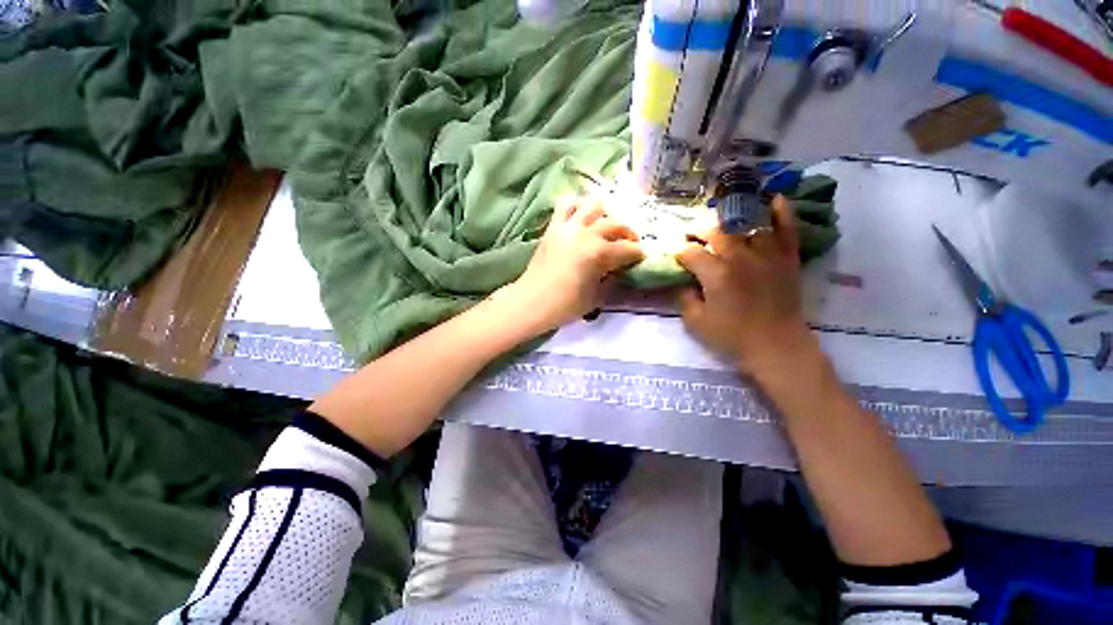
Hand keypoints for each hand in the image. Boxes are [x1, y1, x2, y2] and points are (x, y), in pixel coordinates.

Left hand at [510, 195, 644, 331]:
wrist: (533, 301)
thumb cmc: (566, 305)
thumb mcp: (596, 297)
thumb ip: (611, 279)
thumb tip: (619, 269)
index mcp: (599, 253)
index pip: (627, 249)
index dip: (638, 253)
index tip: (642, 257)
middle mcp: (586, 234)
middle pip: (615, 224)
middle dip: (628, 233)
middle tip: (630, 243)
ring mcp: (568, 228)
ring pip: (593, 206)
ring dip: (605, 213)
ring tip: (606, 224)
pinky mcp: (553, 228)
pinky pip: (564, 206)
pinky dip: (576, 205)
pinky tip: (581, 214)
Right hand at [676, 196, 816, 374]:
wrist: (776, 346)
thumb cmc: (732, 337)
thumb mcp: (695, 322)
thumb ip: (684, 298)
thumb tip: (682, 281)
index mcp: (716, 274)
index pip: (691, 253)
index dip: (680, 252)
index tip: (676, 257)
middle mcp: (741, 257)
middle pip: (716, 231)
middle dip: (699, 231)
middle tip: (693, 236)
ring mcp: (767, 254)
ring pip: (747, 223)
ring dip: (731, 218)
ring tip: (722, 222)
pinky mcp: (787, 257)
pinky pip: (787, 228)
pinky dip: (782, 212)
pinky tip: (774, 199)